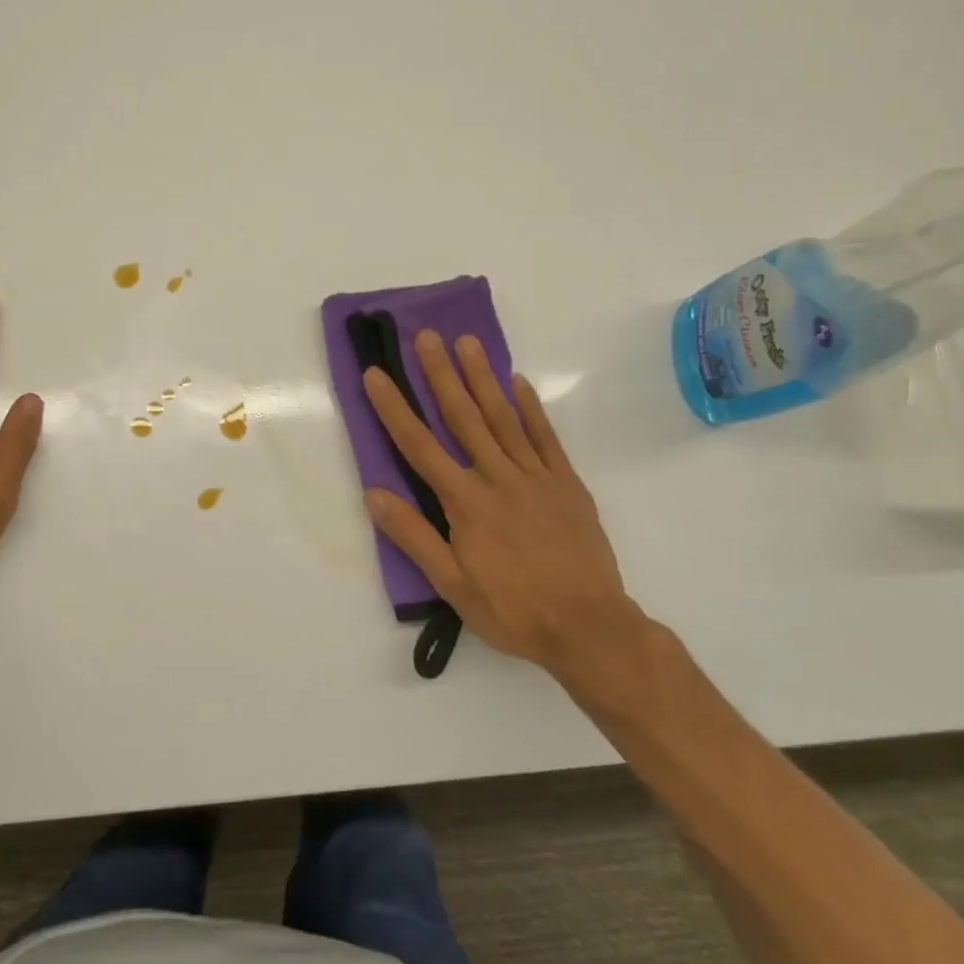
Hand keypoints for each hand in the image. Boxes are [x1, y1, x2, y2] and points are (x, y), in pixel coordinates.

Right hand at [361, 332, 650, 700]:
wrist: (590, 627)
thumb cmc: (513, 610)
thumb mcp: (452, 584)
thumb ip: (413, 536)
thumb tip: (374, 494)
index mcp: (465, 501)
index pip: (420, 445)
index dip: (395, 408)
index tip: (376, 374)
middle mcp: (498, 477)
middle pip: (463, 417)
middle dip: (440, 374)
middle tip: (426, 336)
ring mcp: (536, 476)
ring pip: (504, 417)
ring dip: (483, 377)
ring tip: (467, 342)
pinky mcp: (567, 483)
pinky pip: (546, 437)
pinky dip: (531, 407)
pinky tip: (518, 382)